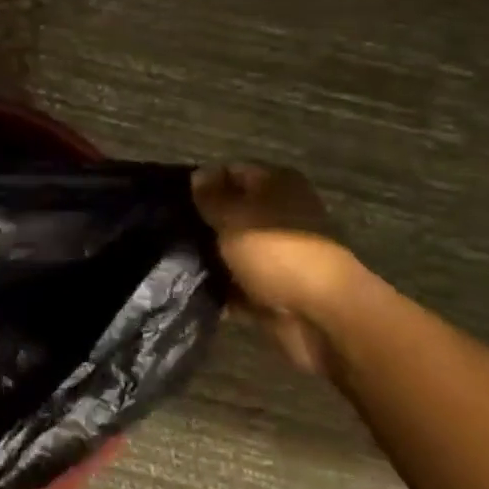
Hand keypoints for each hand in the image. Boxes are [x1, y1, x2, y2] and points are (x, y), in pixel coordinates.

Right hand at [192, 163, 365, 374]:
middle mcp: (281, 213)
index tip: (174, 200)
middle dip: (204, 222)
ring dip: (211, 256)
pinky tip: (192, 286)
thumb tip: (198, 175)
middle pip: (233, 211)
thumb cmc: (274, 252)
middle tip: (170, 230)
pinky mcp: (275, 286)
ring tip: (175, 258)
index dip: (203, 184)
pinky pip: (240, 281)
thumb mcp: (233, 216)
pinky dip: (222, 286)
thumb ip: (211, 197)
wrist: (319, 315)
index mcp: (278, 185)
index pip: (232, 172)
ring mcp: (280, 252)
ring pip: (234, 248)